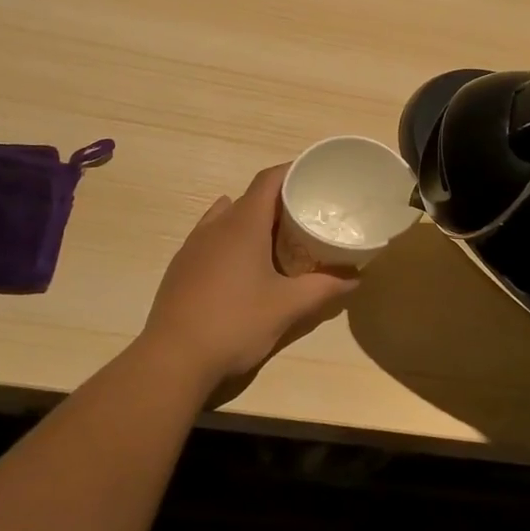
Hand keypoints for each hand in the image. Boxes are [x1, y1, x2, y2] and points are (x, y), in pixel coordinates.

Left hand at [139, 166, 357, 394]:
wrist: (173, 358)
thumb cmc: (235, 323)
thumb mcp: (287, 307)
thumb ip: (323, 288)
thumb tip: (355, 277)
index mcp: (242, 224)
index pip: (268, 180)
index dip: (291, 172)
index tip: (314, 177)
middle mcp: (215, 225)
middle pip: (249, 198)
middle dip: (278, 202)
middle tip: (305, 216)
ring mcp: (193, 245)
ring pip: (227, 217)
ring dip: (252, 221)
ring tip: (276, 241)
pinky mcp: (181, 267)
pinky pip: (211, 239)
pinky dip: (231, 240)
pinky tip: (243, 267)